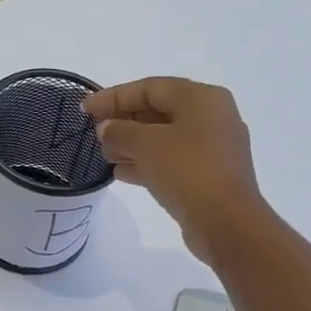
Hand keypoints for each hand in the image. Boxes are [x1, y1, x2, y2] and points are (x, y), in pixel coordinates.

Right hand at [82, 78, 264, 264]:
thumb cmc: (187, 171)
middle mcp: (212, 117)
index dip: (113, 96)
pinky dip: (146, 163)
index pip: (150, 87)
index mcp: (201, 98)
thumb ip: (119, 131)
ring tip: (104, 155)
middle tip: (94, 134)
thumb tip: (107, 129)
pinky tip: (121, 173)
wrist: (225, 222)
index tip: (85, 109)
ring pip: (164, 138)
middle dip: (123, 121)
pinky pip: (171, 161)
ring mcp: (213, 148)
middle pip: (158, 111)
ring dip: (132, 144)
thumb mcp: (145, 144)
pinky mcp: (208, 175)